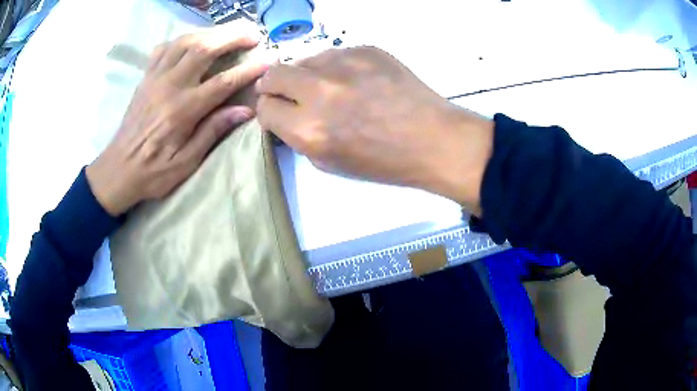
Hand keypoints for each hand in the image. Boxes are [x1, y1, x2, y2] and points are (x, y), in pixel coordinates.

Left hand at [87, 27, 268, 215]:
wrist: (118, 170)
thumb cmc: (153, 172)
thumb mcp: (186, 162)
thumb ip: (213, 132)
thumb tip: (244, 110)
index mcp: (182, 111)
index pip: (223, 82)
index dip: (248, 70)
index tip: (268, 60)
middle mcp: (169, 87)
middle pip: (204, 49)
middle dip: (232, 37)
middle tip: (252, 34)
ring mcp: (155, 78)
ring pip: (185, 42)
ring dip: (210, 33)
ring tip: (227, 33)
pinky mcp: (145, 78)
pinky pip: (164, 48)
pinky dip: (182, 40)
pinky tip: (193, 42)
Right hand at [255, 47, 493, 214]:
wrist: (432, 139)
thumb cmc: (384, 161)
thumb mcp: (330, 162)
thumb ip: (299, 135)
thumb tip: (284, 113)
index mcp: (309, 129)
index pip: (264, 108)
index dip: (269, 111)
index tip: (278, 112)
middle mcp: (320, 92)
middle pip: (274, 75)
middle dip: (274, 85)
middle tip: (287, 92)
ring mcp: (344, 64)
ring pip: (304, 60)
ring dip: (307, 74)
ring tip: (329, 87)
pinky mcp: (365, 49)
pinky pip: (334, 53)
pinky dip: (335, 67)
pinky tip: (355, 79)